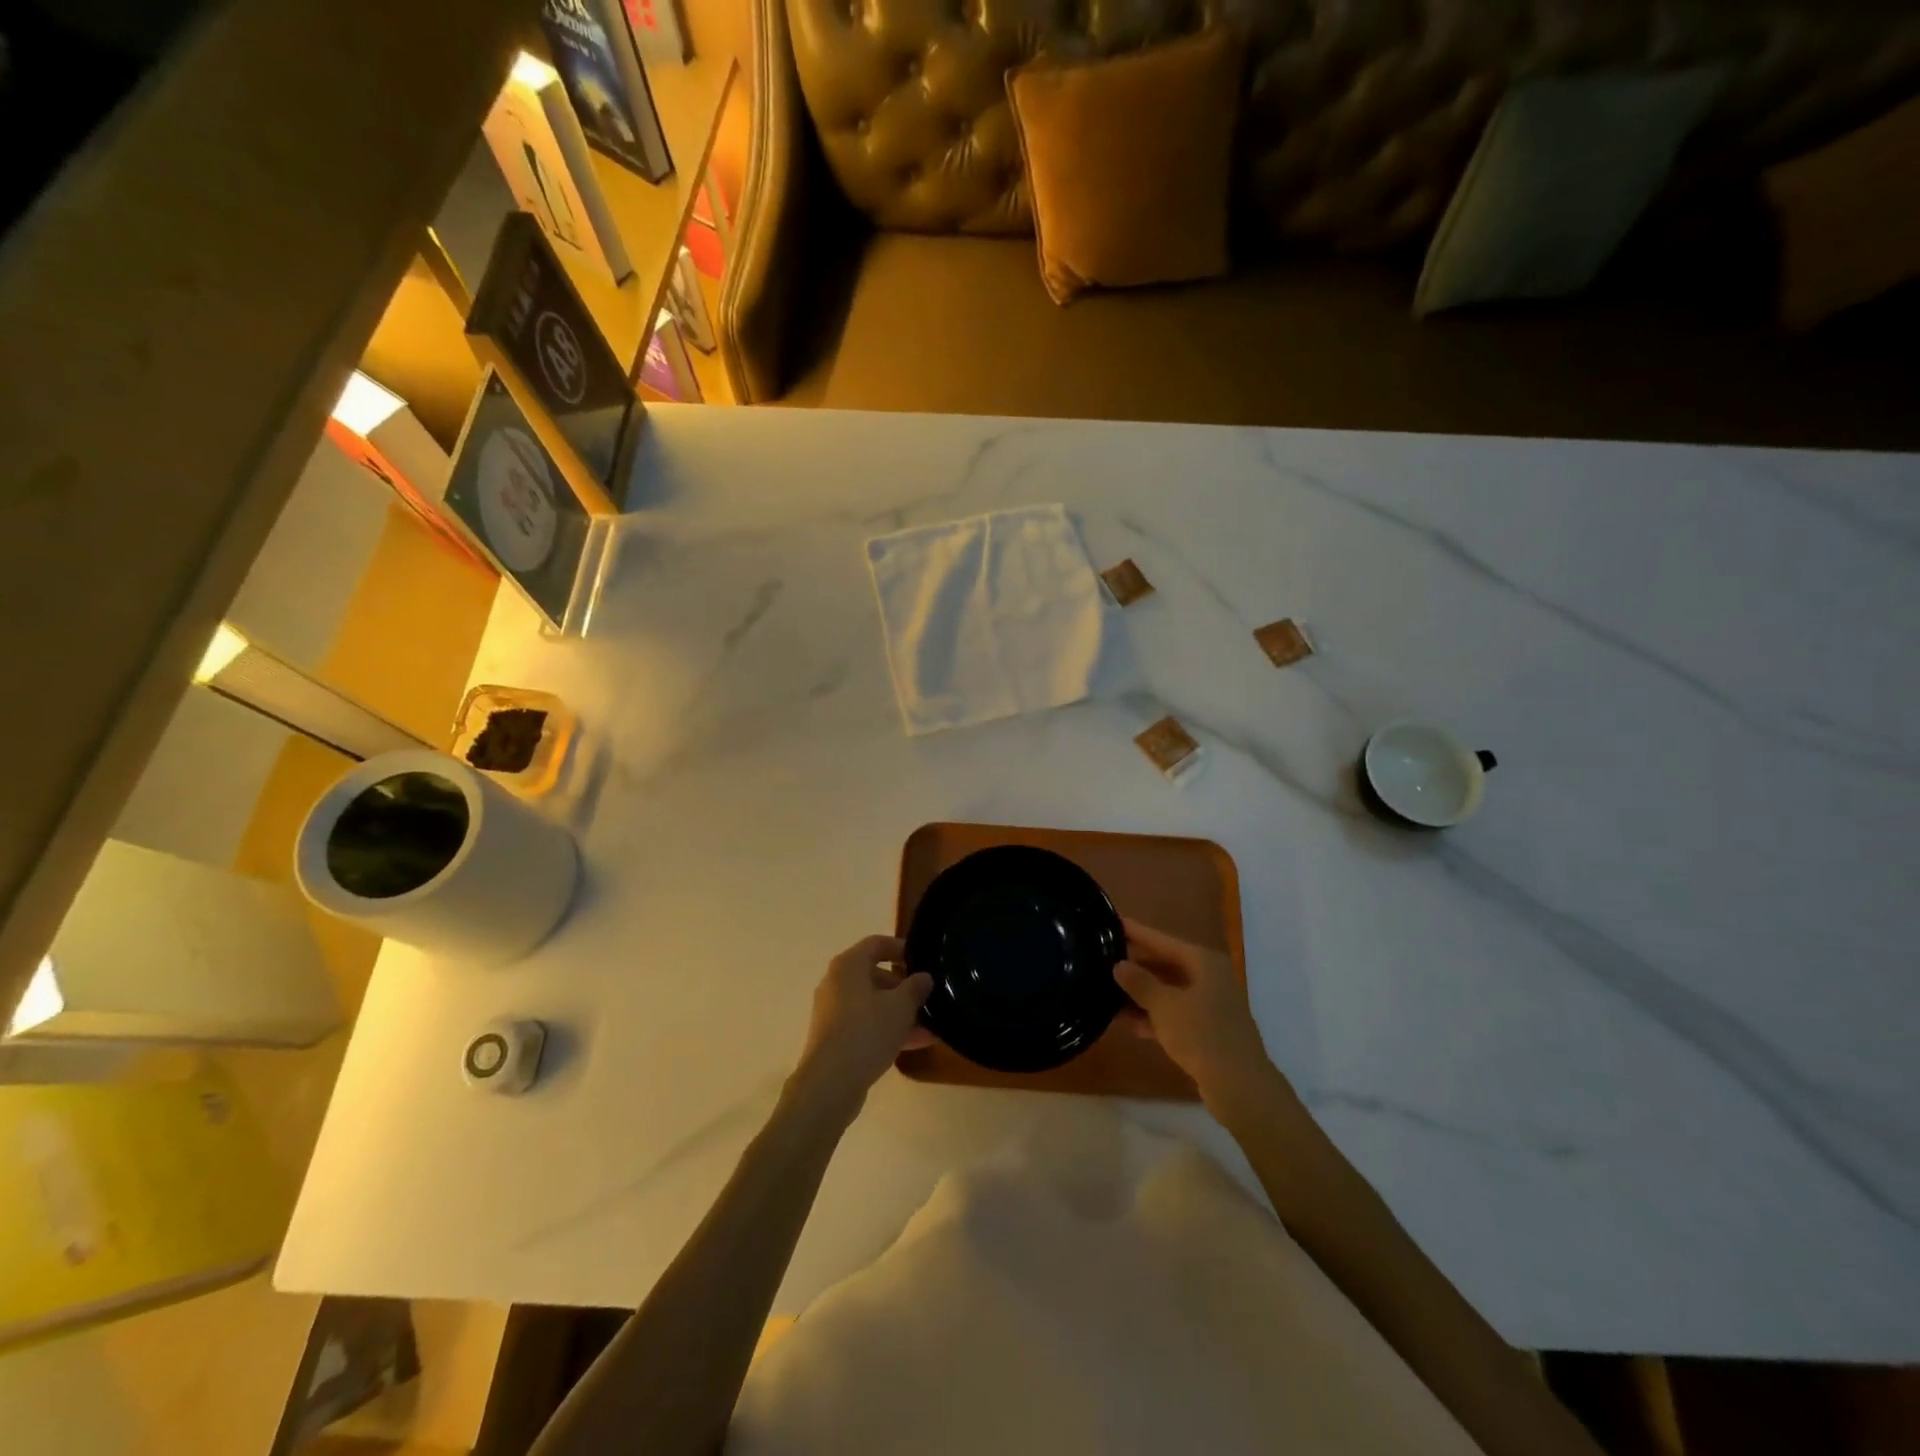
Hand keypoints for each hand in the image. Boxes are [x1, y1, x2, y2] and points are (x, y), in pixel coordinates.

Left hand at [792, 935, 932, 1117]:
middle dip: (904, 987)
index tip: (922, 961)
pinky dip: (888, 1030)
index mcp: (848, 965)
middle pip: (875, 975)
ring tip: (931, 1026)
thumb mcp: (901, 1006)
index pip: (876, 944)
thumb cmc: (866, 1031)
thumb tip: (924, 977)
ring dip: (900, 1013)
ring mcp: (833, 1012)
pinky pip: (866, 1025)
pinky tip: (916, 1044)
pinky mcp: (835, 1038)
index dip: (900, 948)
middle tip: (928, 998)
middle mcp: (836, 983)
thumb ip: (916, 987)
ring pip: (873, 1004)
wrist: (830, 1083)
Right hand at [1115, 918, 1273, 1104]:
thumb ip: (1139, 982)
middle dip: (1135, 966)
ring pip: (1168, 991)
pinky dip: (1153, 1016)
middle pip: (1165, 964)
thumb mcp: (1164, 1006)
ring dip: (1140, 994)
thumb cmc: (1201, 1034)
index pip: (1162, 940)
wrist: (1239, 1086)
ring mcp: (1210, 1005)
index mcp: (1203, 962)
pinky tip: (1126, 1022)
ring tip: (1106, 990)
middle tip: (1102, 959)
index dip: (1136, 932)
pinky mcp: (1207, 1030)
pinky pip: (1173, 1014)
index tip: (1112, 922)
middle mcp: (1209, 978)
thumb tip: (1119, 964)